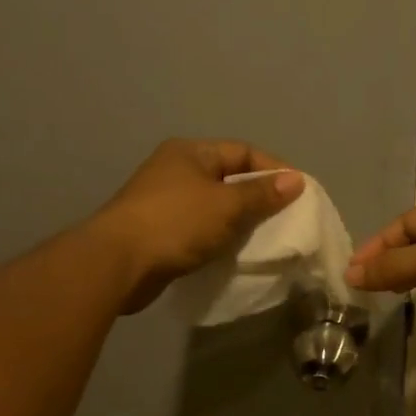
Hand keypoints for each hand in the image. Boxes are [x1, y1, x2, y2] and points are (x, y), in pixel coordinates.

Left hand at [90, 139, 303, 313]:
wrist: (117, 263)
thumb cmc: (176, 223)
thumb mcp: (227, 205)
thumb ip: (262, 194)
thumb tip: (297, 180)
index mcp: (190, 152)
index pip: (243, 151)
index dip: (273, 169)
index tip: (298, 193)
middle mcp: (175, 170)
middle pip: (228, 178)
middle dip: (257, 197)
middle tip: (285, 218)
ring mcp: (163, 202)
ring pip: (214, 206)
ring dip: (238, 221)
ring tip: (265, 238)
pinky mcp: (158, 232)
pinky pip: (199, 229)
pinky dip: (218, 238)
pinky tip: (234, 253)